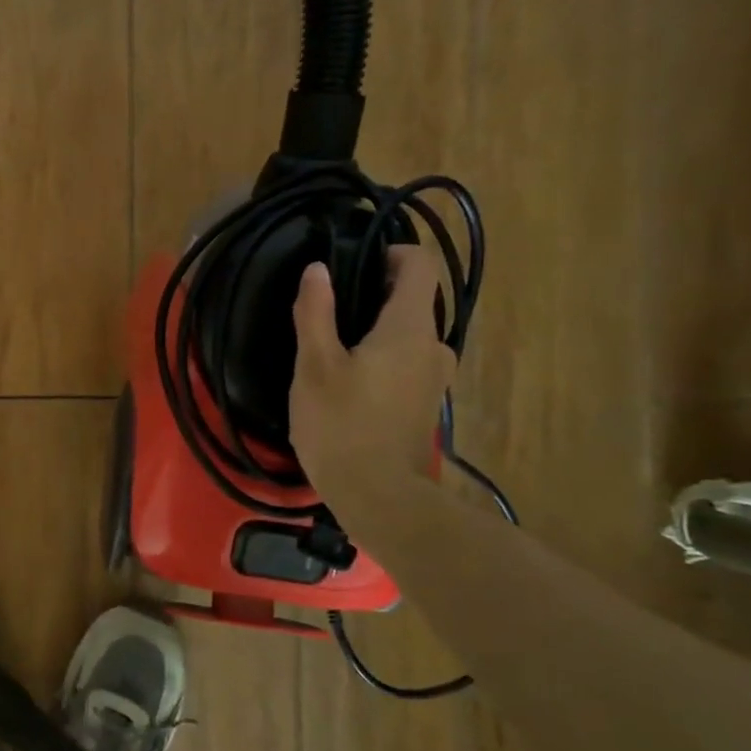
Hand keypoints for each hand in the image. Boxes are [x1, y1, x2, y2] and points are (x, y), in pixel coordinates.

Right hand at [289, 246, 456, 503]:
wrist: (379, 497)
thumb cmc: (341, 425)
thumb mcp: (315, 366)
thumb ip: (316, 312)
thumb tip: (318, 270)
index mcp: (410, 328)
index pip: (421, 266)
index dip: (391, 252)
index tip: (353, 263)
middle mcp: (433, 346)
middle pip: (413, 299)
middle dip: (374, 294)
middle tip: (327, 310)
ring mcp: (434, 377)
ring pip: (408, 334)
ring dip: (376, 329)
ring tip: (332, 347)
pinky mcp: (426, 403)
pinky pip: (407, 361)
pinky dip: (382, 356)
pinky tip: (348, 380)